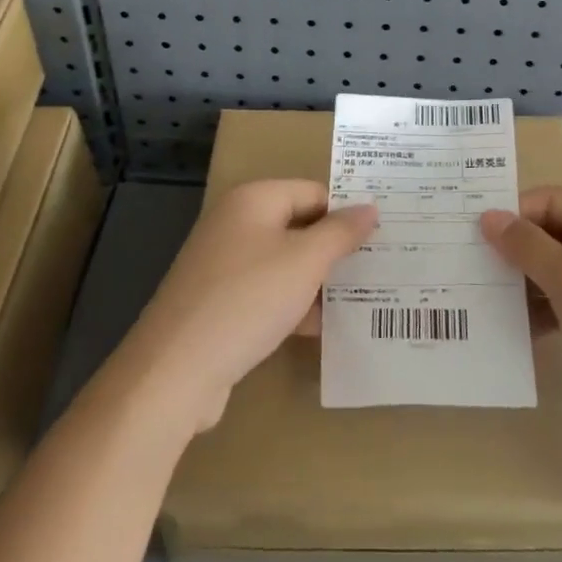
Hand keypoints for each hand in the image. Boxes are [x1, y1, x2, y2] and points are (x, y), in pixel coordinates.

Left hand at [120, 180, 376, 433]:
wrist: (176, 369)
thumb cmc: (247, 299)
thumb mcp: (305, 261)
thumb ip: (341, 232)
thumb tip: (370, 207)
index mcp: (253, 200)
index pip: (314, 192)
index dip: (347, 212)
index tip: (385, 236)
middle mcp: (236, 223)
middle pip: (299, 226)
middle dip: (336, 249)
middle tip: (382, 267)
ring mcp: (224, 265)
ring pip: (285, 263)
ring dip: (319, 281)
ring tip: (365, 299)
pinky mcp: (220, 303)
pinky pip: (268, 293)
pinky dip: (294, 305)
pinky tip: (325, 329)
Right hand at [481, 187, 561, 457]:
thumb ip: (525, 245)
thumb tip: (488, 216)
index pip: (549, 199)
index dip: (512, 215)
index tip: (470, 239)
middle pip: (557, 233)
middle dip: (517, 251)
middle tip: (471, 271)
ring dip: (530, 285)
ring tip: (487, 304)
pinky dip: (551, 312)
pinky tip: (521, 333)